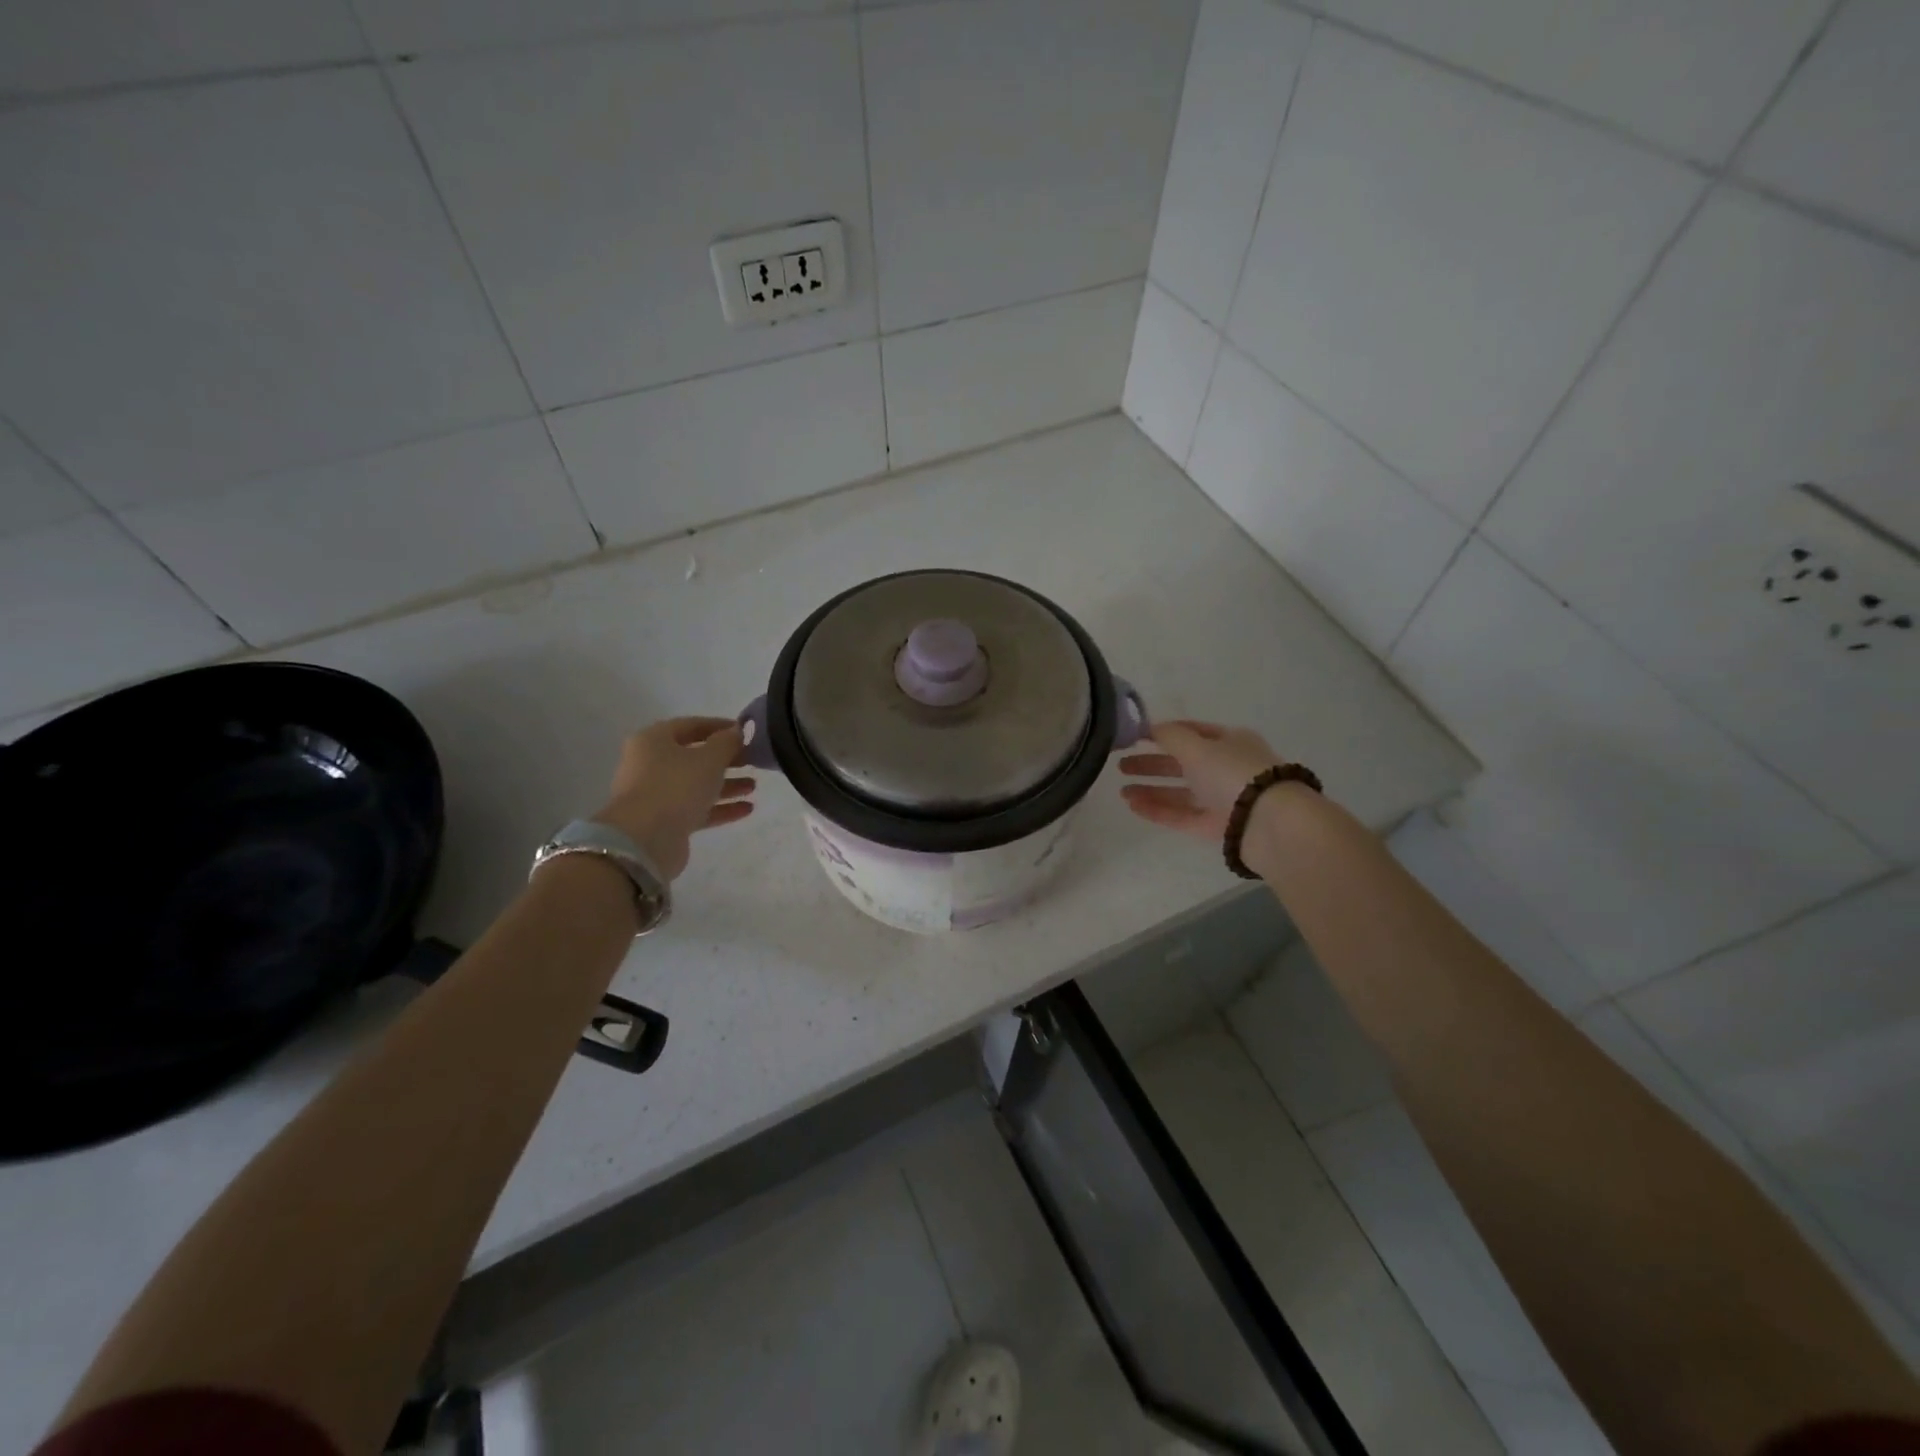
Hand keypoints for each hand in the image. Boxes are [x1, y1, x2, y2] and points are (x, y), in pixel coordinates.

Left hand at [592, 717, 756, 878]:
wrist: (645, 840)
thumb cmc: (676, 786)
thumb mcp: (709, 758)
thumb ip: (727, 742)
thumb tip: (736, 731)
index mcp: (654, 740)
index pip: (690, 725)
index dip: (719, 726)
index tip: (745, 732)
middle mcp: (650, 764)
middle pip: (694, 756)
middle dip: (725, 759)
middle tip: (752, 761)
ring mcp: (656, 794)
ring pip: (696, 784)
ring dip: (726, 784)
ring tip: (753, 786)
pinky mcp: (665, 821)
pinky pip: (696, 808)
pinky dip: (720, 807)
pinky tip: (747, 809)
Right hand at [1119, 720, 1282, 841]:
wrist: (1268, 823)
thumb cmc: (1233, 773)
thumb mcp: (1197, 747)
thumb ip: (1170, 736)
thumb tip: (1149, 727)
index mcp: (1230, 741)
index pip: (1193, 731)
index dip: (1164, 732)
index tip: (1136, 737)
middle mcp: (1227, 768)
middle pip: (1183, 763)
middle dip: (1152, 763)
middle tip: (1121, 765)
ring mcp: (1222, 799)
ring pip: (1181, 792)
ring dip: (1151, 789)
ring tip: (1121, 791)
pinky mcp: (1217, 826)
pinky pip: (1182, 815)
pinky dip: (1158, 810)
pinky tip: (1134, 806)